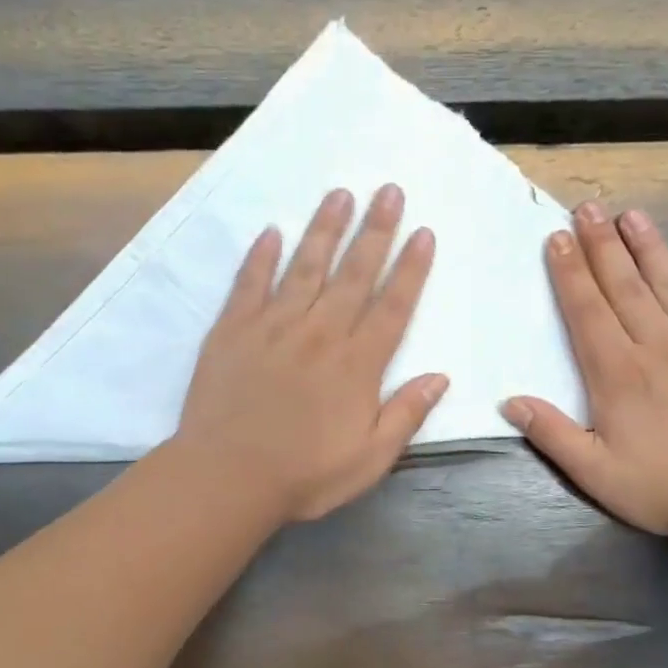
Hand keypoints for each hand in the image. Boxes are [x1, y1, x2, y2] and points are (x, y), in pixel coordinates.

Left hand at [176, 184, 445, 522]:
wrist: (228, 477)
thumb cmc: (305, 475)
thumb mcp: (370, 458)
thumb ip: (405, 415)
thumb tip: (439, 378)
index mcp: (357, 365)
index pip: (392, 306)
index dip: (411, 268)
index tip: (423, 232)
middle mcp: (320, 334)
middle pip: (353, 273)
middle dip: (375, 230)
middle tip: (389, 190)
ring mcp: (273, 327)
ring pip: (305, 267)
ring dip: (324, 228)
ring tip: (340, 194)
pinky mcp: (232, 331)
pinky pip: (249, 283)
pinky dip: (260, 256)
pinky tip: (271, 232)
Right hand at [503, 200, 667, 539]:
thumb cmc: (662, 486)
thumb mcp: (594, 472)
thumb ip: (552, 434)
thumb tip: (511, 402)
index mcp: (617, 374)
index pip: (587, 312)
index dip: (570, 273)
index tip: (556, 238)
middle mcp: (658, 347)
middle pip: (625, 287)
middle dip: (602, 245)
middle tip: (588, 208)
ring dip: (649, 249)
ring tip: (631, 215)